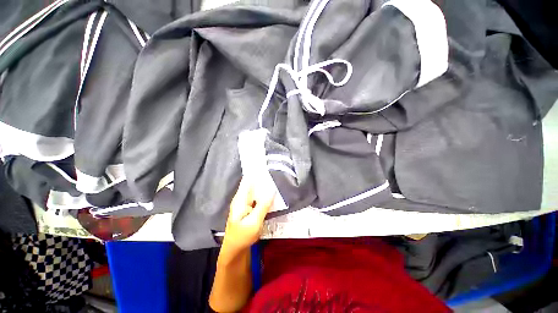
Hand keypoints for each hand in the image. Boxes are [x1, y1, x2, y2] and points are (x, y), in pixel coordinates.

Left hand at [221, 177, 274, 253]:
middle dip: (263, 177)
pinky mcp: (250, 208)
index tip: (266, 163)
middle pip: (253, 183)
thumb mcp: (254, 221)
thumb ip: (263, 205)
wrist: (235, 250)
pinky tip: (273, 193)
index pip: (247, 179)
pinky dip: (264, 194)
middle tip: (276, 171)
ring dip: (265, 185)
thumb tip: (272, 189)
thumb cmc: (242, 236)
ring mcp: (246, 202)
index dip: (255, 171)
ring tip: (277, 179)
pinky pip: (258, 197)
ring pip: (256, 190)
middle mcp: (242, 198)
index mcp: (240, 198)